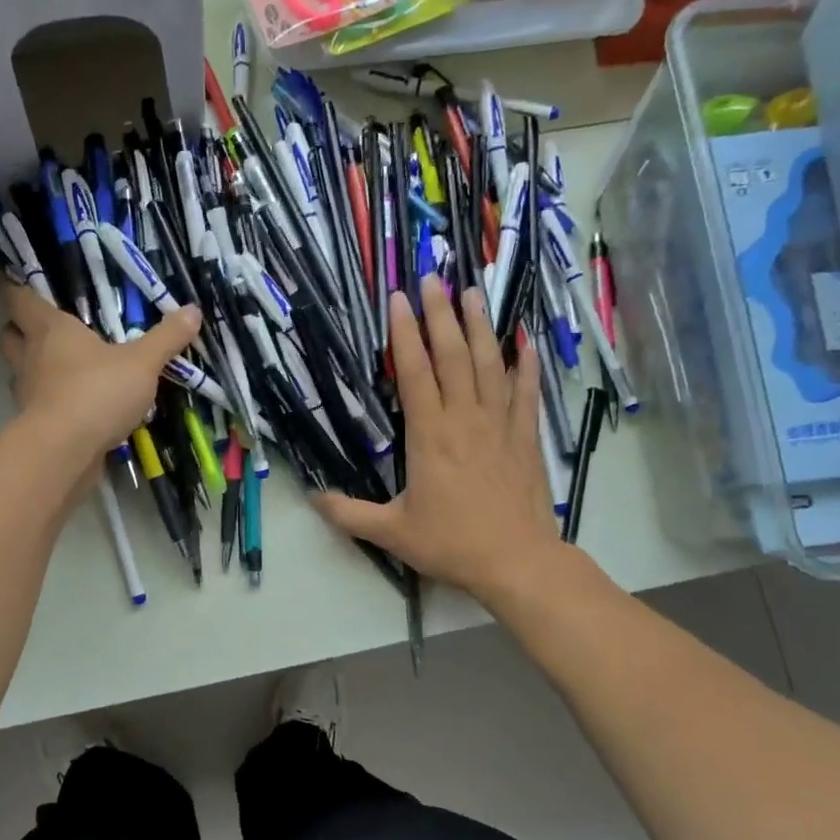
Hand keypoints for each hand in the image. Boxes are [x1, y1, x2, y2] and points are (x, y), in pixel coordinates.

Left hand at [0, 283, 200, 458]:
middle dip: (21, 331)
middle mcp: (30, 356)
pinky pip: (38, 405)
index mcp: (50, 329)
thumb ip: (166, 337)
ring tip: (67, 371)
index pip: (19, 299)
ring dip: (36, 369)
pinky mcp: (33, 426)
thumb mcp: (142, 363)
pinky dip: (52, 403)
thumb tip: (193, 310)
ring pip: (20, 372)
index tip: (26, 286)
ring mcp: (27, 393)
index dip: (19, 290)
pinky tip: (77, 408)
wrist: (66, 451)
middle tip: (47, 332)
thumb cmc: (98, 391)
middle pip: (9, 335)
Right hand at [313, 275, 557, 601]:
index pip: (414, 372)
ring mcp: (500, 424)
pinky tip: (525, 338)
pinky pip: (526, 391)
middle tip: (431, 278)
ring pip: (490, 364)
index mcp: (430, 435)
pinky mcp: (525, 437)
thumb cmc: (452, 543)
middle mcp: (465, 418)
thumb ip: (349, 514)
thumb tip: (313, 498)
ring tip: (472, 292)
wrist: (517, 561)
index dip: (404, 333)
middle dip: (440, 314)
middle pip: (453, 355)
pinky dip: (526, 363)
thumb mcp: (392, 532)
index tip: (398, 299)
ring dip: (480, 326)